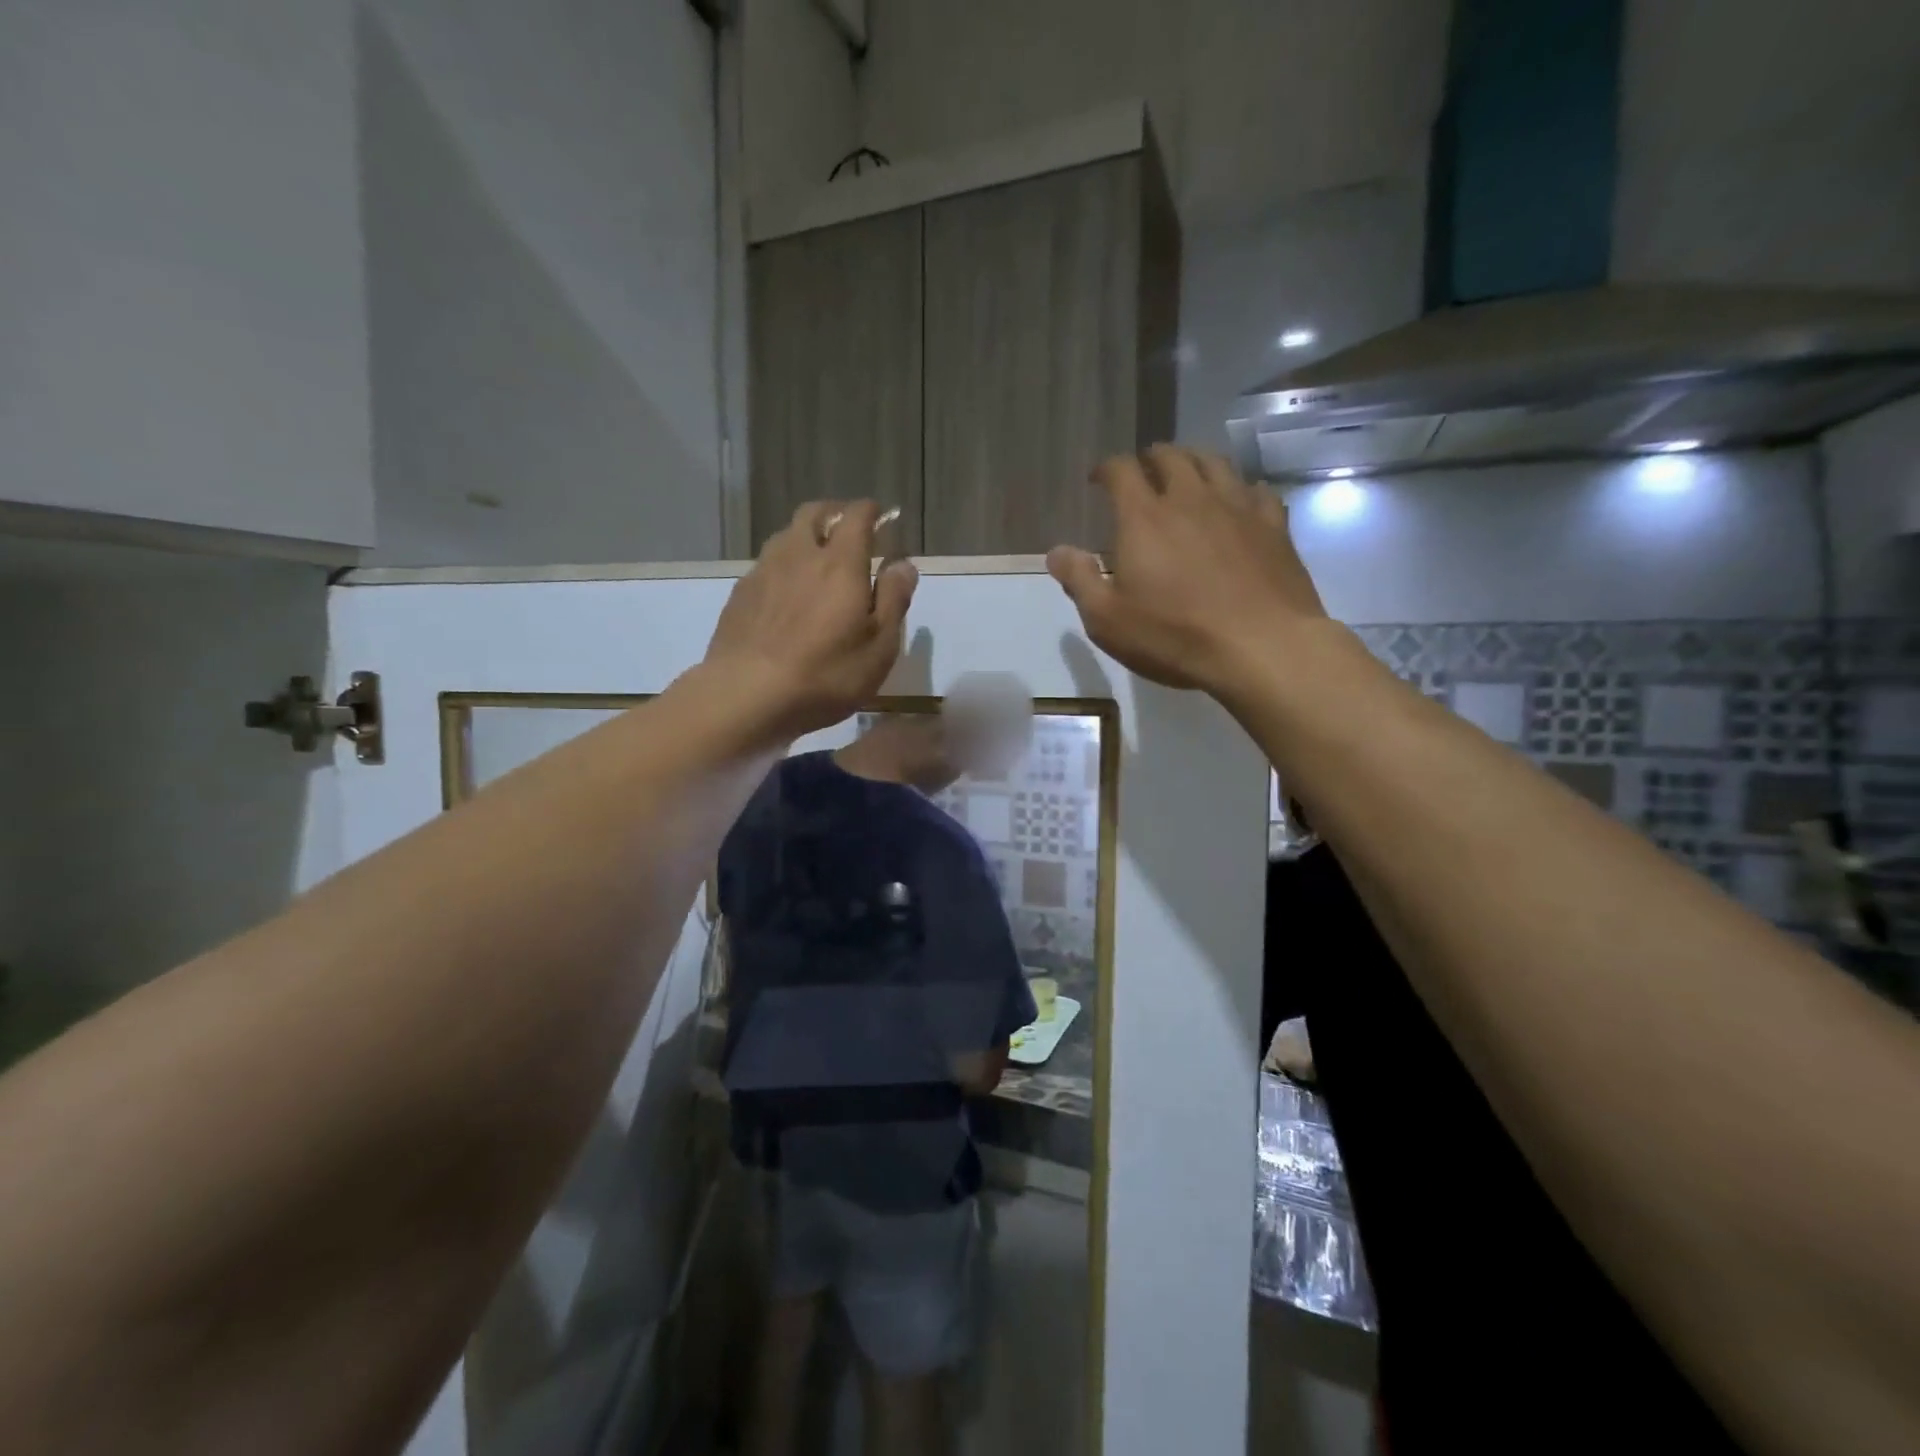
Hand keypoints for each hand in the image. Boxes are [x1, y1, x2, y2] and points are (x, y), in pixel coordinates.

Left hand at [705, 500, 916, 738]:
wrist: (746, 695)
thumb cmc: (826, 675)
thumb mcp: (879, 647)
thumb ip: (893, 600)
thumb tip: (903, 564)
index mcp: (840, 564)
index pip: (857, 517)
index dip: (872, 511)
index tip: (882, 516)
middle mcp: (799, 555)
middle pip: (814, 514)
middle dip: (835, 513)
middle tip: (849, 530)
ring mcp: (764, 572)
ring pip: (786, 536)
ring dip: (805, 537)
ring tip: (817, 559)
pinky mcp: (740, 594)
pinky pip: (766, 564)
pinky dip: (783, 566)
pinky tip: (786, 593)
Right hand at [1047, 446, 1327, 694]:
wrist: (1261, 647)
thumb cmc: (1174, 636)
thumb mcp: (1108, 620)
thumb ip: (1079, 580)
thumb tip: (1056, 551)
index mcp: (1144, 517)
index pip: (1121, 470)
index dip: (1106, 469)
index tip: (1098, 479)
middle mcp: (1190, 498)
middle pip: (1171, 456)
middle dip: (1151, 458)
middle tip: (1143, 472)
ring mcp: (1237, 507)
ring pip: (1215, 462)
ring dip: (1195, 462)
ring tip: (1188, 475)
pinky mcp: (1273, 525)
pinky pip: (1256, 490)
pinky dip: (1240, 489)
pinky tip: (1239, 502)